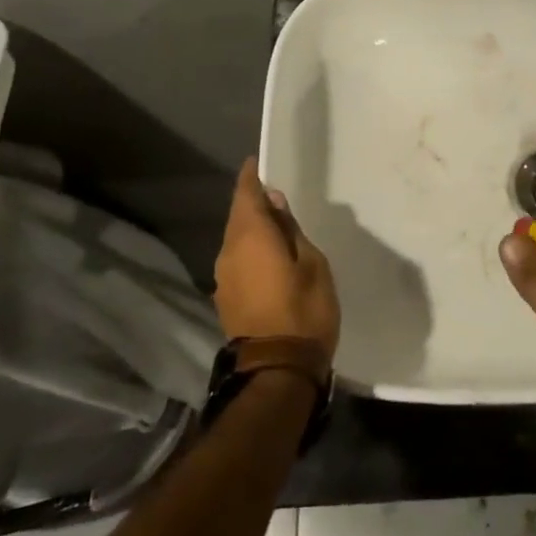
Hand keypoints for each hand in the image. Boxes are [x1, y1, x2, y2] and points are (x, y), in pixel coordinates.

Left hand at [215, 159, 339, 359]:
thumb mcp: (312, 263)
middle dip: (253, 204)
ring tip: (276, 228)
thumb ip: (290, 230)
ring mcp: (224, 278)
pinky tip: (268, 258)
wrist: (277, 371)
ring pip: (236, 240)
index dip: (250, 178)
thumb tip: (274, 204)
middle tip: (275, 196)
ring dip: (252, 230)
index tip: (256, 164)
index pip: (245, 195)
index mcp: (250, 237)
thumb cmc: (304, 310)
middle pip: (238, 217)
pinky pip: (237, 261)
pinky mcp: (226, 299)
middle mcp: (229, 252)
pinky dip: (250, 252)